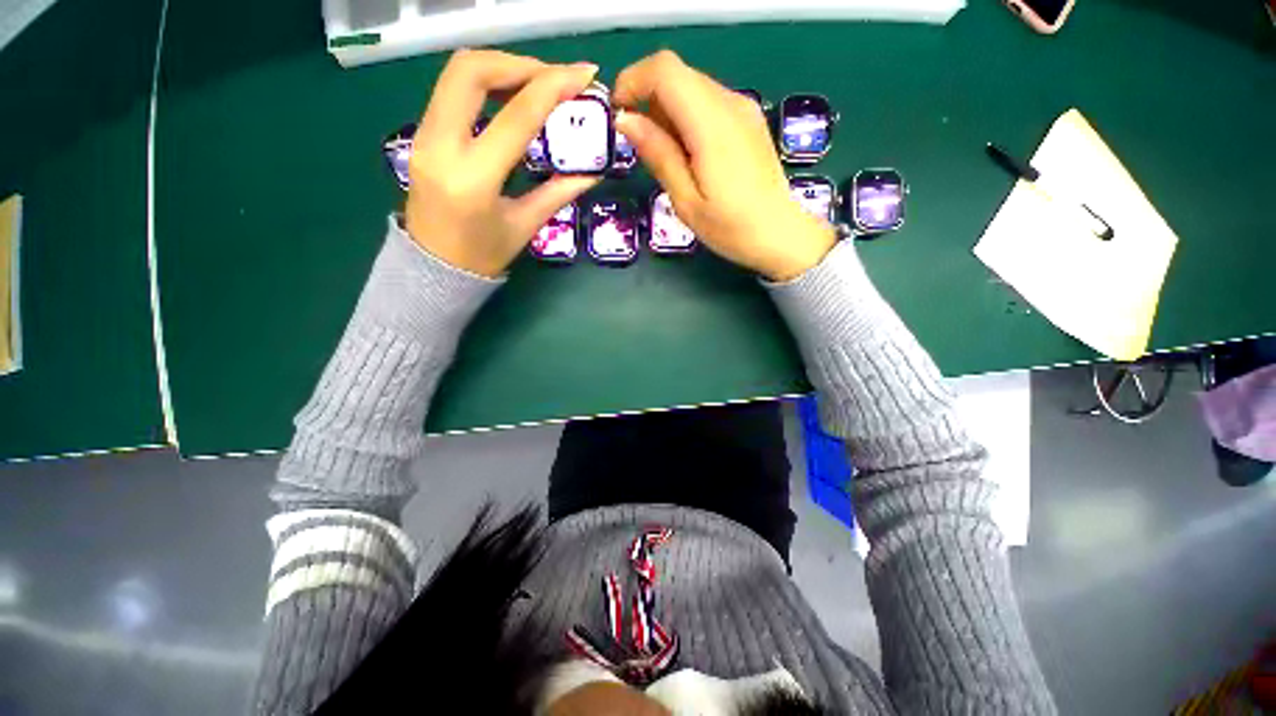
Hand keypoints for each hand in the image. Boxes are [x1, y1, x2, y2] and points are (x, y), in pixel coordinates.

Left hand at [405, 50, 600, 276]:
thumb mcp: (525, 226)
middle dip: (519, 64)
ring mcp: (423, 135)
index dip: (552, 87)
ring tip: (535, 84)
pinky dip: (484, 83)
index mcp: (474, 178)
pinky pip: (451, 92)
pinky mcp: (421, 134)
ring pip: (457, 74)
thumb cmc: (482, 256)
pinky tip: (509, 98)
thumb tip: (592, 172)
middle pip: (471, 71)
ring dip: (501, 68)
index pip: (516, 117)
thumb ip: (558, 193)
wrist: (432, 267)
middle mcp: (441, 146)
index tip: (583, 75)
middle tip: (553, 79)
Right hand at [614, 51, 836, 281]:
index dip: (633, 81)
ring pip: (692, 87)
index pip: (665, 70)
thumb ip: (658, 154)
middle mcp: (730, 103)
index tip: (619, 114)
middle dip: (647, 99)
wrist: (780, 235)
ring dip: (667, 110)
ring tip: (664, 155)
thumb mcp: (686, 200)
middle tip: (639, 144)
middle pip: (677, 75)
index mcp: (712, 124)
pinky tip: (687, 153)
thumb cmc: (731, 228)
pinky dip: (687, 117)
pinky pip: (708, 102)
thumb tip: (626, 120)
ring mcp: (743, 109)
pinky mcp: (748, 120)